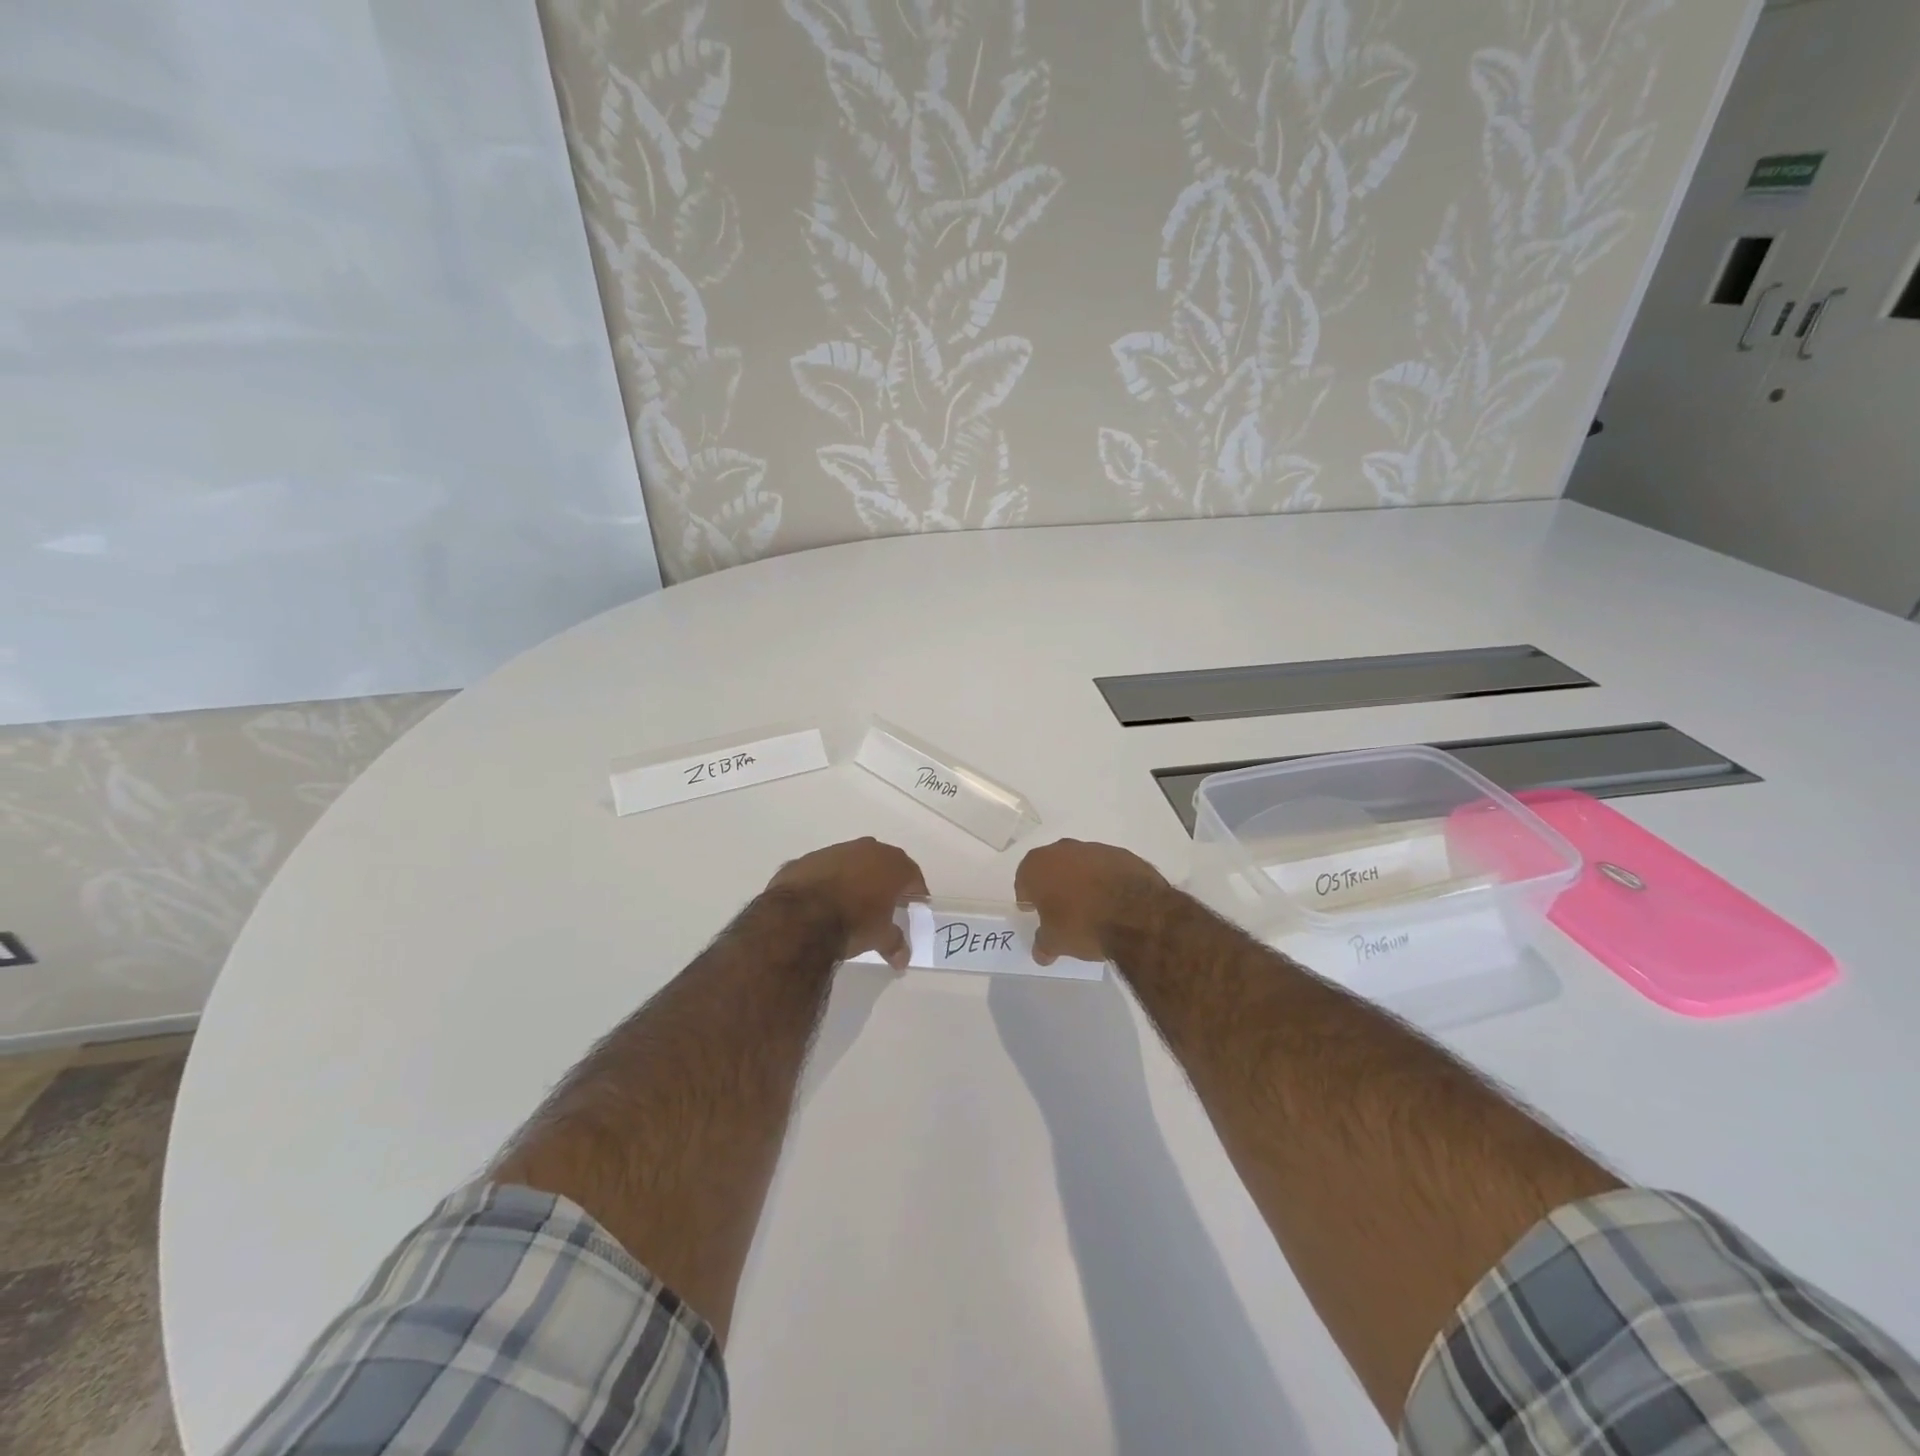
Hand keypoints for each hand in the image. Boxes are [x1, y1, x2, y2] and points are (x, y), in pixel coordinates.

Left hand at [767, 837, 927, 968]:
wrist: (800, 917)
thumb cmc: (853, 923)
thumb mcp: (879, 938)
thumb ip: (894, 944)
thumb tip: (902, 960)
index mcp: (892, 864)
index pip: (913, 875)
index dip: (915, 892)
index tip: (913, 906)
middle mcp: (867, 849)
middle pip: (884, 863)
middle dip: (886, 881)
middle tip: (885, 903)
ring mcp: (835, 851)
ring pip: (853, 862)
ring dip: (855, 878)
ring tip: (851, 902)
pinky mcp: (808, 859)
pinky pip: (826, 869)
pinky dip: (828, 881)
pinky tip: (823, 901)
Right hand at [1016, 839, 1167, 964]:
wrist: (1136, 913)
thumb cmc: (1082, 924)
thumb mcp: (1056, 942)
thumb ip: (1043, 943)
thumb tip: (1041, 952)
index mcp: (1037, 866)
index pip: (1024, 879)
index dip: (1027, 897)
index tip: (1032, 910)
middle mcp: (1062, 850)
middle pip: (1051, 867)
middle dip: (1053, 885)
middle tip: (1059, 908)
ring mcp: (1094, 849)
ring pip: (1080, 864)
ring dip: (1081, 881)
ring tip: (1090, 906)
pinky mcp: (1122, 854)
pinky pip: (1106, 868)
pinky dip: (1106, 880)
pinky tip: (1113, 901)